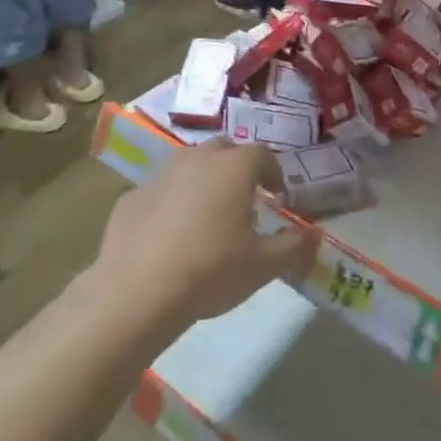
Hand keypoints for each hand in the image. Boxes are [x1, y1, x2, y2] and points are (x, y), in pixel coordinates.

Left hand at [95, 140, 312, 327]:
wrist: (137, 290)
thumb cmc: (211, 270)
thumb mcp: (262, 266)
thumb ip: (291, 246)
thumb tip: (309, 236)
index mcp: (234, 168)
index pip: (262, 155)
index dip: (273, 173)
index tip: (278, 195)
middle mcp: (197, 159)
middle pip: (223, 149)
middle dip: (237, 167)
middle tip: (243, 198)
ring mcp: (160, 174)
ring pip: (189, 165)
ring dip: (202, 180)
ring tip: (207, 214)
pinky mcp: (131, 196)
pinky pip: (160, 191)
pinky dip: (170, 203)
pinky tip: (170, 235)